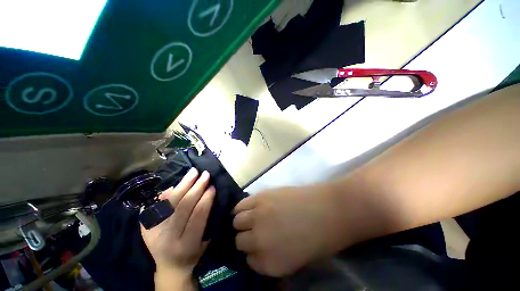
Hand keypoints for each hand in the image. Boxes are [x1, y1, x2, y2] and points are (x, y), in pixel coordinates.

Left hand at [141, 168, 215, 275]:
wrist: (169, 267)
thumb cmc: (193, 253)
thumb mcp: (205, 241)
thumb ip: (206, 219)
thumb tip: (205, 195)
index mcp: (186, 244)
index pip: (197, 216)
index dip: (206, 199)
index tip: (213, 186)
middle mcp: (168, 239)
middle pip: (183, 207)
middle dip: (196, 188)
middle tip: (205, 174)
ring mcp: (154, 233)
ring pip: (169, 203)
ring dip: (183, 185)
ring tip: (193, 172)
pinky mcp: (145, 228)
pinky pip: (156, 205)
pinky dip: (167, 193)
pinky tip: (175, 184)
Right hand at [232, 184, 342, 276]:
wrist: (331, 209)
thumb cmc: (321, 238)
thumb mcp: (298, 260)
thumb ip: (275, 258)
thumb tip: (260, 253)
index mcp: (270, 264)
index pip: (250, 261)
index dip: (254, 253)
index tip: (259, 246)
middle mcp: (259, 241)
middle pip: (240, 241)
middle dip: (246, 238)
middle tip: (255, 230)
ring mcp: (259, 216)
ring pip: (237, 221)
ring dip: (242, 221)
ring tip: (250, 217)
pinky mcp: (261, 197)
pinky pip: (241, 205)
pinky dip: (241, 207)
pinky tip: (249, 206)